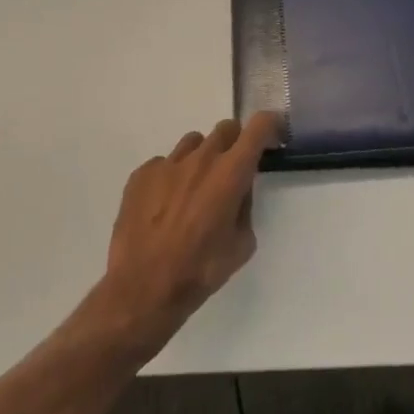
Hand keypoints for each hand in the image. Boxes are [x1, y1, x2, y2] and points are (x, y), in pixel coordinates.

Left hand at [95, 114, 280, 356]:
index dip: (270, 125)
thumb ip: (245, 207)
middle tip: (232, 171)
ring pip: (193, 143)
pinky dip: (172, 176)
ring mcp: (167, 164)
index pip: (258, 127)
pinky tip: (165, 205)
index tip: (273, 137)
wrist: (143, 288)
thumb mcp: (242, 244)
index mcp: (230, 173)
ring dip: (203, 158)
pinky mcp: (141, 175)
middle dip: (235, 144)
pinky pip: (164, 163)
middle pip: (226, 129)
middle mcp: (200, 159)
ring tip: (195, 189)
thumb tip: (238, 191)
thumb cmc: (200, 270)